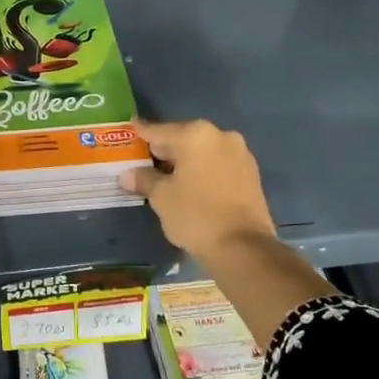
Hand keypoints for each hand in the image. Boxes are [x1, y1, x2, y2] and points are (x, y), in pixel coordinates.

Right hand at [120, 118, 275, 260]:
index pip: (158, 130)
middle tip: (141, 161)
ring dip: (183, 161)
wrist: (243, 248)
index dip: (139, 133)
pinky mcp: (250, 173)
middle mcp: (220, 135)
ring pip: (201, 152)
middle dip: (162, 150)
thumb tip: (128, 175)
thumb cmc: (195, 215)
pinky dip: (201, 171)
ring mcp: (240, 153)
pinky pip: (216, 164)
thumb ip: (144, 179)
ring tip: (163, 177)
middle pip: (182, 138)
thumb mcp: (161, 197)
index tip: (128, 130)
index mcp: (195, 134)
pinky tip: (188, 186)